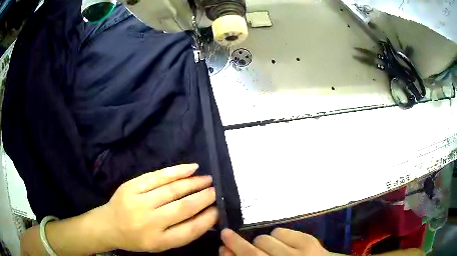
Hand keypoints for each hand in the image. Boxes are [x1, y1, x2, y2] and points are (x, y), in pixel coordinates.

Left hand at [100, 164, 217, 251]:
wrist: (109, 225)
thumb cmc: (137, 239)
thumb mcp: (159, 245)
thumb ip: (181, 233)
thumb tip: (205, 215)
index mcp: (158, 241)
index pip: (190, 229)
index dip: (207, 218)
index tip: (218, 209)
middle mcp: (149, 222)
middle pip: (182, 208)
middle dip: (204, 198)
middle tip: (216, 191)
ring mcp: (138, 201)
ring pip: (172, 189)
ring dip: (193, 183)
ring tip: (207, 179)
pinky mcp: (132, 186)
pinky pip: (157, 176)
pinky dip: (176, 171)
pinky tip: (191, 168)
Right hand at [219, 228, 327, 255]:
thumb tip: (229, 251)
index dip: (231, 251)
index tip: (222, 245)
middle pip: (251, 251)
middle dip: (239, 244)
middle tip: (235, 240)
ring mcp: (298, 252)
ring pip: (265, 238)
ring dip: (263, 243)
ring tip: (271, 249)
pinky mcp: (309, 241)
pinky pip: (281, 230)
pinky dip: (278, 236)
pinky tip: (284, 244)